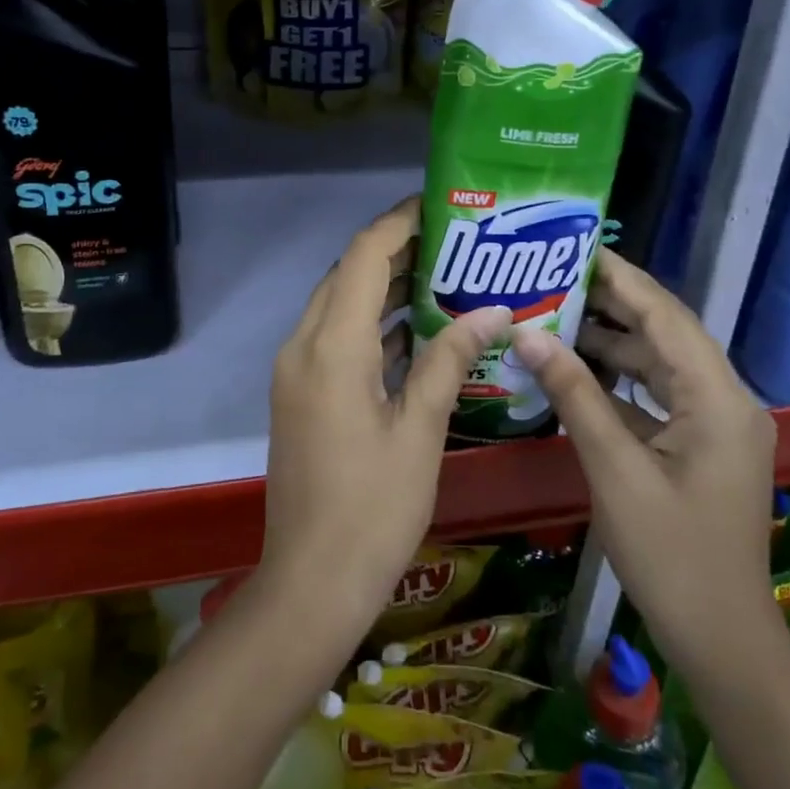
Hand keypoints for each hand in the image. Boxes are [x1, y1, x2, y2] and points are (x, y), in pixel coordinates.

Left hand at [262, 197, 513, 633]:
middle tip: (455, 241)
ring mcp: (296, 371)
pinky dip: (371, 326)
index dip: (398, 223)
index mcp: (331, 347)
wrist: (311, 582)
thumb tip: (493, 310)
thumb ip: (450, 360)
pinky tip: (417, 331)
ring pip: (339, 306)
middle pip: (347, 274)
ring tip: (444, 275)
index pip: (362, 256)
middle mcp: (303, 345)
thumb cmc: (373, 509)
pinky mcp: (301, 393)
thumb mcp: (420, 431)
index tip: (441, 206)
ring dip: (383, 287)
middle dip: (396, 250)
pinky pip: (335, 339)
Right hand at [509, 247, 778, 668]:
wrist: (720, 637)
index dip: (621, 278)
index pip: (666, 316)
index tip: (575, 248)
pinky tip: (576, 370)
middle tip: (555, 277)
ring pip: (660, 364)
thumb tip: (527, 333)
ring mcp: (716, 424)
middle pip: (666, 333)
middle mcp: (726, 399)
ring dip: (613, 342)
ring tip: (556, 315)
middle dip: (612, 304)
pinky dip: (619, 380)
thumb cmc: (670, 553)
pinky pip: (658, 395)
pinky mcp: (701, 445)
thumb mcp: (613, 468)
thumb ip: (573, 393)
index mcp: (718, 398)